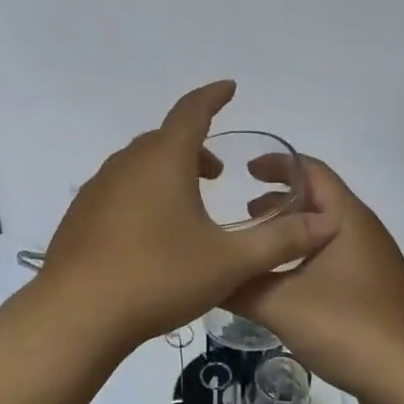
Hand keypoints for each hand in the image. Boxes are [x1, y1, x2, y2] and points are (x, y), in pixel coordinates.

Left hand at [35, 82, 338, 353]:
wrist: (76, 315)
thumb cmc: (158, 277)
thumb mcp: (229, 262)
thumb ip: (280, 241)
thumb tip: (327, 223)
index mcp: (164, 159)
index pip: (192, 110)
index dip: (214, 97)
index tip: (230, 89)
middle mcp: (127, 164)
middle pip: (165, 139)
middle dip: (195, 146)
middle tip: (217, 173)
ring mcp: (97, 189)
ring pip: (140, 164)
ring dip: (168, 172)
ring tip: (188, 204)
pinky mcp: (80, 215)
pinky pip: (119, 189)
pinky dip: (143, 193)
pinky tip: (151, 234)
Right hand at [227, 158, 403, 403]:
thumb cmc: (348, 327)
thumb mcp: (281, 304)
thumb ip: (240, 285)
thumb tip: (206, 276)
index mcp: (347, 219)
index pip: (312, 172)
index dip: (278, 164)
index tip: (244, 170)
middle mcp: (363, 233)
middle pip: (318, 201)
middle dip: (279, 202)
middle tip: (241, 214)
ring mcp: (371, 264)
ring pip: (324, 234)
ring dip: (290, 235)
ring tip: (256, 249)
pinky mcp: (372, 293)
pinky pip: (332, 261)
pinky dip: (303, 260)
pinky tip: (281, 286)